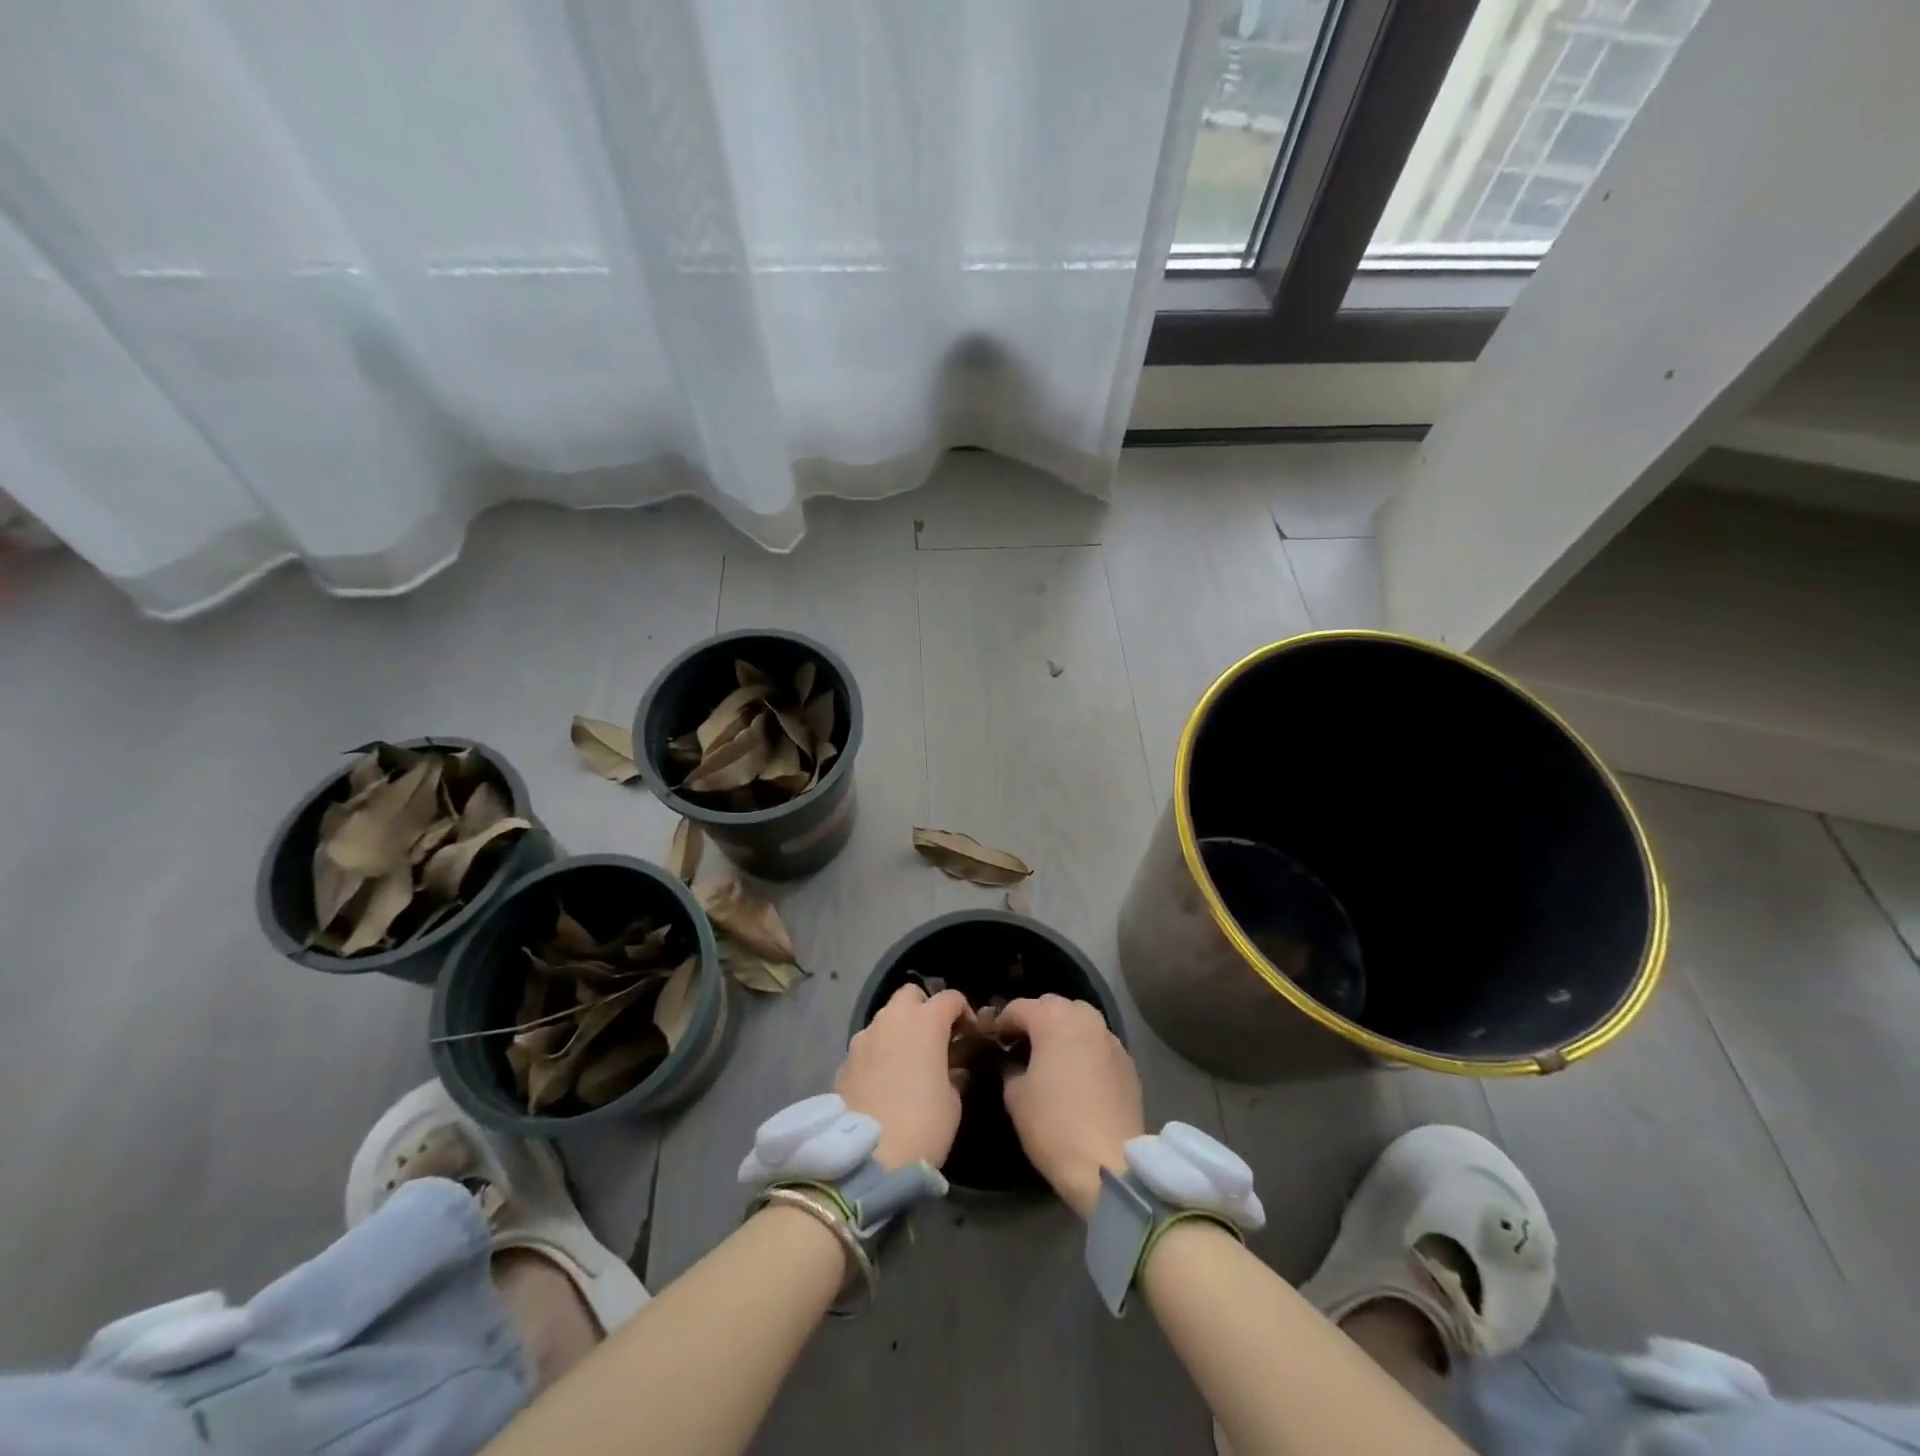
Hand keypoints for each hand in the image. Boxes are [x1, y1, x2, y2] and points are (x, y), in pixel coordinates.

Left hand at [836, 984, 973, 1170]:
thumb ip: (954, 1073)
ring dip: (899, 1029)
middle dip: (925, 1007)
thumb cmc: (923, 1124)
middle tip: (935, 1037)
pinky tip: (885, 1079)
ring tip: (908, 1059)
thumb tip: (951, 1068)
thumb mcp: (953, 1101)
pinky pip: (868, 1044)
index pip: (950, 998)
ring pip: (885, 1017)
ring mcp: (864, 1037)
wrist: (867, 1158)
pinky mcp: (845, 1059)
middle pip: (910, 994)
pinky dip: (879, 1051)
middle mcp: (892, 1019)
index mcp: (926, 1021)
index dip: (964, 1011)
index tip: (970, 1034)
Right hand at [997, 995, 1144, 1217]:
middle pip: (1054, 1004)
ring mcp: (1110, 1040)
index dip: (1003, 1020)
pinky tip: (1080, 1072)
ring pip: (1082, 1018)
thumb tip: (1015, 1063)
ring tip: (1054, 1053)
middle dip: (1036, 1017)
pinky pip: (1100, 1042)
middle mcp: (1084, 1020)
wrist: (1108, 1164)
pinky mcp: (1128, 1062)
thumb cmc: (1053, 1126)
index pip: (1020, 1007)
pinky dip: (1086, 1047)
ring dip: (1065, 1028)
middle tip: (1024, 1042)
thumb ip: (1011, 1069)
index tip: (995, 1038)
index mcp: (1053, 1021)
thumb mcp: (1015, 1097)